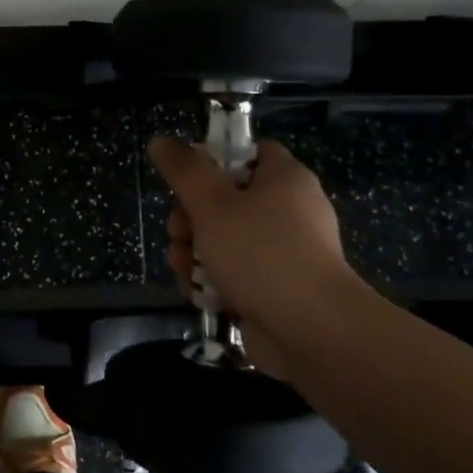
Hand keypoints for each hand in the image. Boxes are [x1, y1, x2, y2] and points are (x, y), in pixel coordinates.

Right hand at [148, 135, 366, 374]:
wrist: (311, 331)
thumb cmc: (260, 253)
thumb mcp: (212, 204)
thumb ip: (183, 170)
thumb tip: (160, 140)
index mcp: (284, 178)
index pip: (248, 152)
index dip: (213, 160)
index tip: (186, 180)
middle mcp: (289, 210)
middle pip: (227, 199)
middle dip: (191, 219)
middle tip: (178, 233)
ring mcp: (284, 252)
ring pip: (226, 240)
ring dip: (195, 253)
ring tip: (183, 269)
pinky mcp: (277, 288)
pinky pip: (237, 274)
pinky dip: (215, 281)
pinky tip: (198, 294)